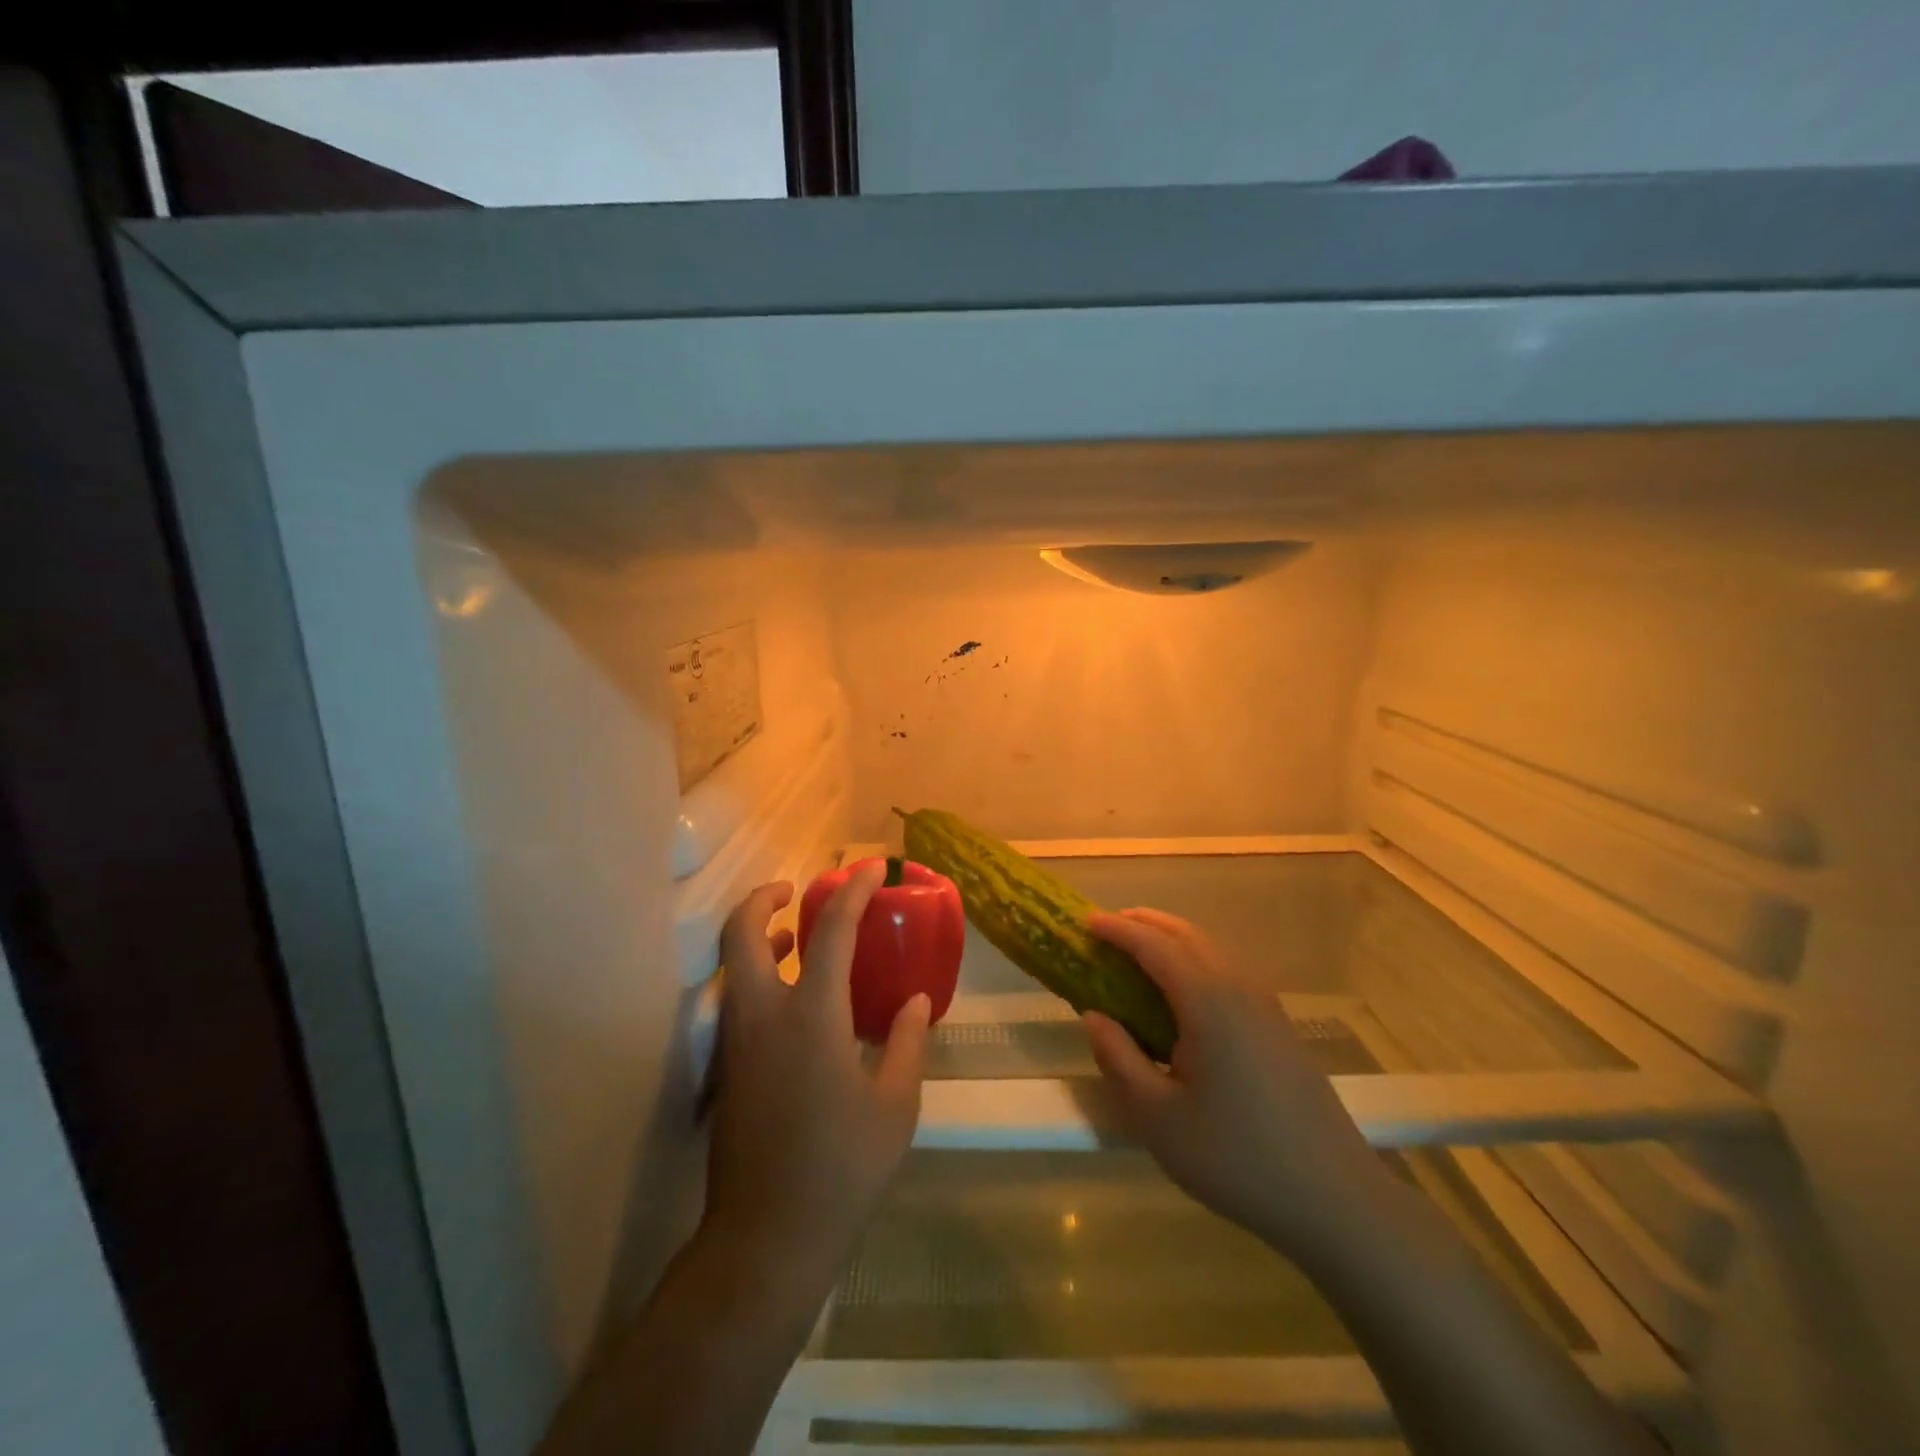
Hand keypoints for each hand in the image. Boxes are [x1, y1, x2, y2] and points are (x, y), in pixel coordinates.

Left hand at [703, 865, 931, 1301]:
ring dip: (757, 935)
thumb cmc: (842, 1170)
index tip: (872, 869)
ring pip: (732, 964)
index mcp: (812, 1017)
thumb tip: (913, 1002)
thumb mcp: (895, 1107)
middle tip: (796, 890)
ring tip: (793, 936)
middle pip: (742, 931)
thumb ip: (907, 1043)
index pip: (831, 930)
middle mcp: (763, 1015)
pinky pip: (735, 997)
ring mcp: (736, 1042)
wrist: (766, 1240)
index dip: (853, 891)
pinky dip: (755, 974)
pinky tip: (792, 999)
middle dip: (764, 897)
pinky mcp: (726, 1068)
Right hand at [1082, 908, 1387, 1256]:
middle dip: (1144, 923)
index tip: (1086, 921)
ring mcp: (1265, 1005)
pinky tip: (1181, 992)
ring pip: (1211, 949)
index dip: (1117, 930)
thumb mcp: (1158, 1118)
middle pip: (1186, 935)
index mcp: (1208, 1001)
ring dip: (1171, 939)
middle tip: (1107, 928)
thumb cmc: (1237, 1159)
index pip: (1154, 946)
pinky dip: (1194, 961)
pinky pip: (1227, 971)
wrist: (1335, 1199)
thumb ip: (1118, 1059)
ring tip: (1137, 952)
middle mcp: (1239, 987)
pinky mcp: (1278, 1025)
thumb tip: (1094, 1016)